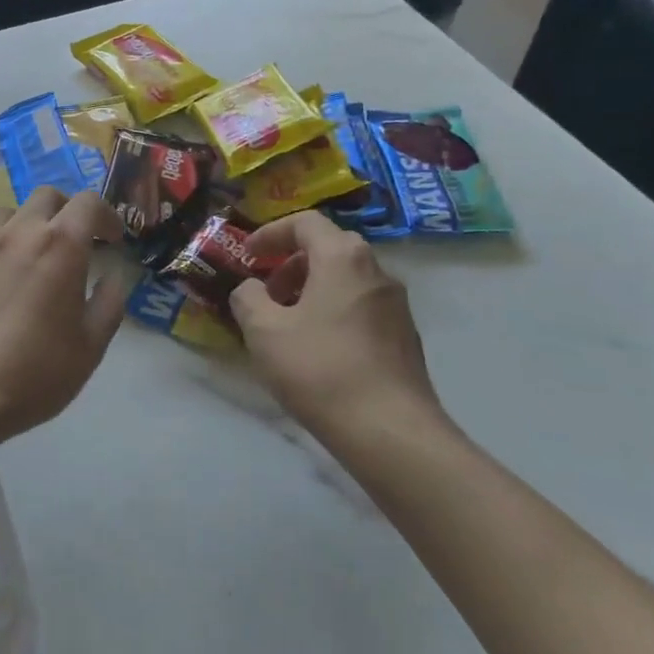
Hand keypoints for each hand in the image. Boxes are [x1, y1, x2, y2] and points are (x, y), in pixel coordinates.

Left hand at [0, 187, 129, 438]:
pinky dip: (3, 239)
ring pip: (12, 210)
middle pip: (48, 196)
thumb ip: (109, 304)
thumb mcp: (89, 347)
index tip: (113, 240)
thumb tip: (115, 277)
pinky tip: (4, 273)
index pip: (88, 203)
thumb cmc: (33, 373)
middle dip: (69, 211)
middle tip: (78, 243)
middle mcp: (21, 232)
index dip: (107, 216)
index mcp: (61, 246)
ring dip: (31, 221)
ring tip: (37, 254)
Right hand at [230, 212, 451, 438]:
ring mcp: (396, 304)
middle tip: (266, 293)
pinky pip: (361, 306)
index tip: (248, 256)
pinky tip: (318, 350)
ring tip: (287, 325)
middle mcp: (376, 270)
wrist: (390, 431)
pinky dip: (334, 311)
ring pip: (346, 279)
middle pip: (328, 248)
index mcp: (342, 258)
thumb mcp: (264, 332)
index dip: (270, 234)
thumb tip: (251, 289)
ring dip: (312, 290)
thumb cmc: (320, 370)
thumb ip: (248, 298)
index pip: (305, 223)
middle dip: (290, 264)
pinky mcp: (405, 336)